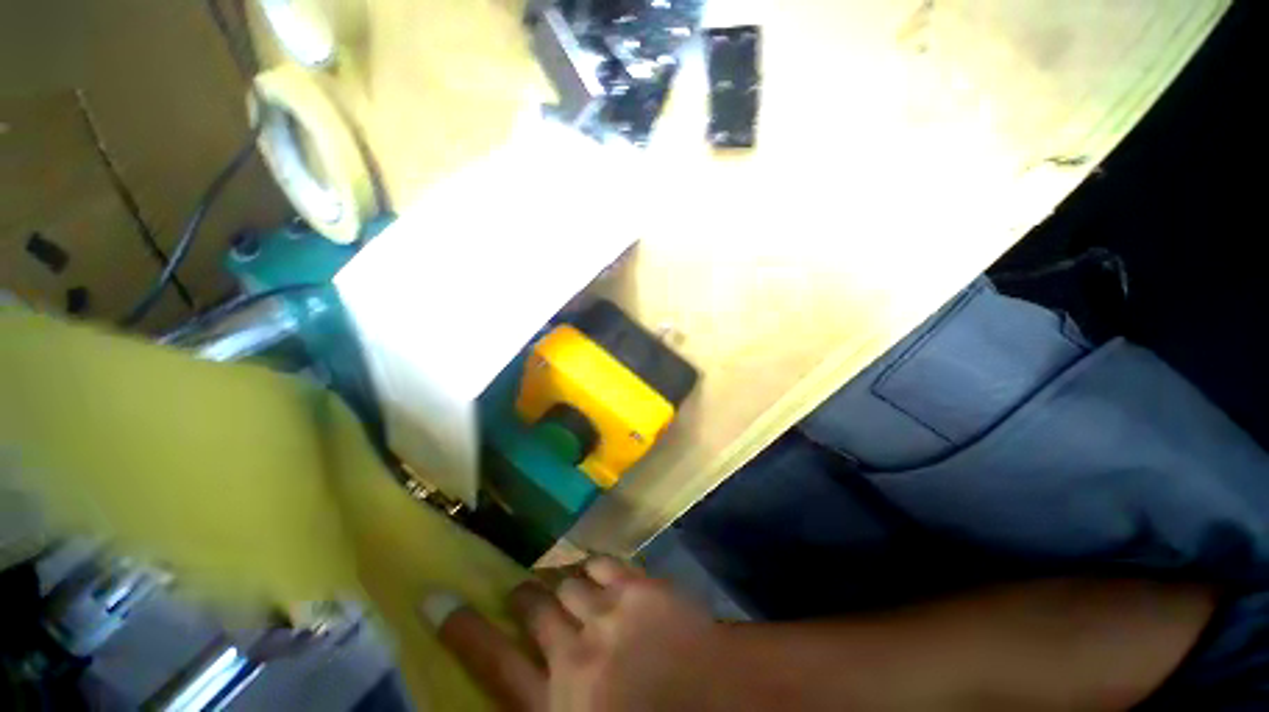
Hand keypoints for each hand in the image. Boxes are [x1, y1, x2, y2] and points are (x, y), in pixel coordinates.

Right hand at [420, 556, 722, 710]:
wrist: (724, 701)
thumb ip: (549, 700)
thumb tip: (523, 677)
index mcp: (559, 705)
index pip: (494, 664)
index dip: (463, 631)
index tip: (437, 602)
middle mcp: (575, 656)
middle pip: (533, 611)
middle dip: (524, 598)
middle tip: (521, 593)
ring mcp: (610, 615)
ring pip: (567, 583)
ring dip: (563, 585)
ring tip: (564, 587)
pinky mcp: (639, 588)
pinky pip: (601, 564)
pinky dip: (594, 568)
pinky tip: (596, 576)